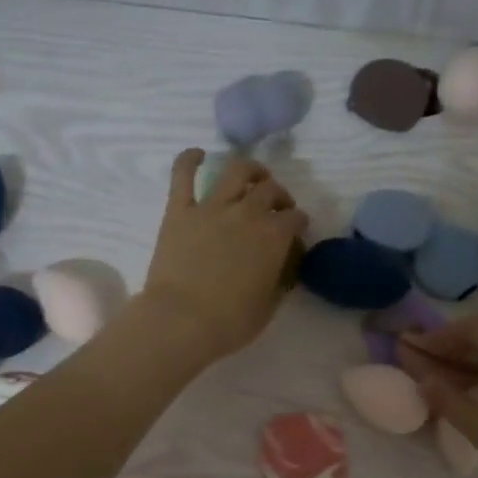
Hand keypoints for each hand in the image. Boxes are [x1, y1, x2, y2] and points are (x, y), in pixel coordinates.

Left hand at [136, 150, 306, 363]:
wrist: (181, 321)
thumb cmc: (229, 322)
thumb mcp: (268, 307)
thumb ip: (279, 280)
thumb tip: (283, 268)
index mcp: (274, 237)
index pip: (296, 219)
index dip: (298, 224)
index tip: (296, 233)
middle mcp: (247, 213)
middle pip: (271, 190)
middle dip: (280, 196)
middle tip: (277, 207)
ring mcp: (212, 207)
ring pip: (237, 171)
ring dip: (250, 169)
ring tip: (252, 176)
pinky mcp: (180, 211)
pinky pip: (183, 175)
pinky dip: (189, 160)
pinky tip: (197, 155)